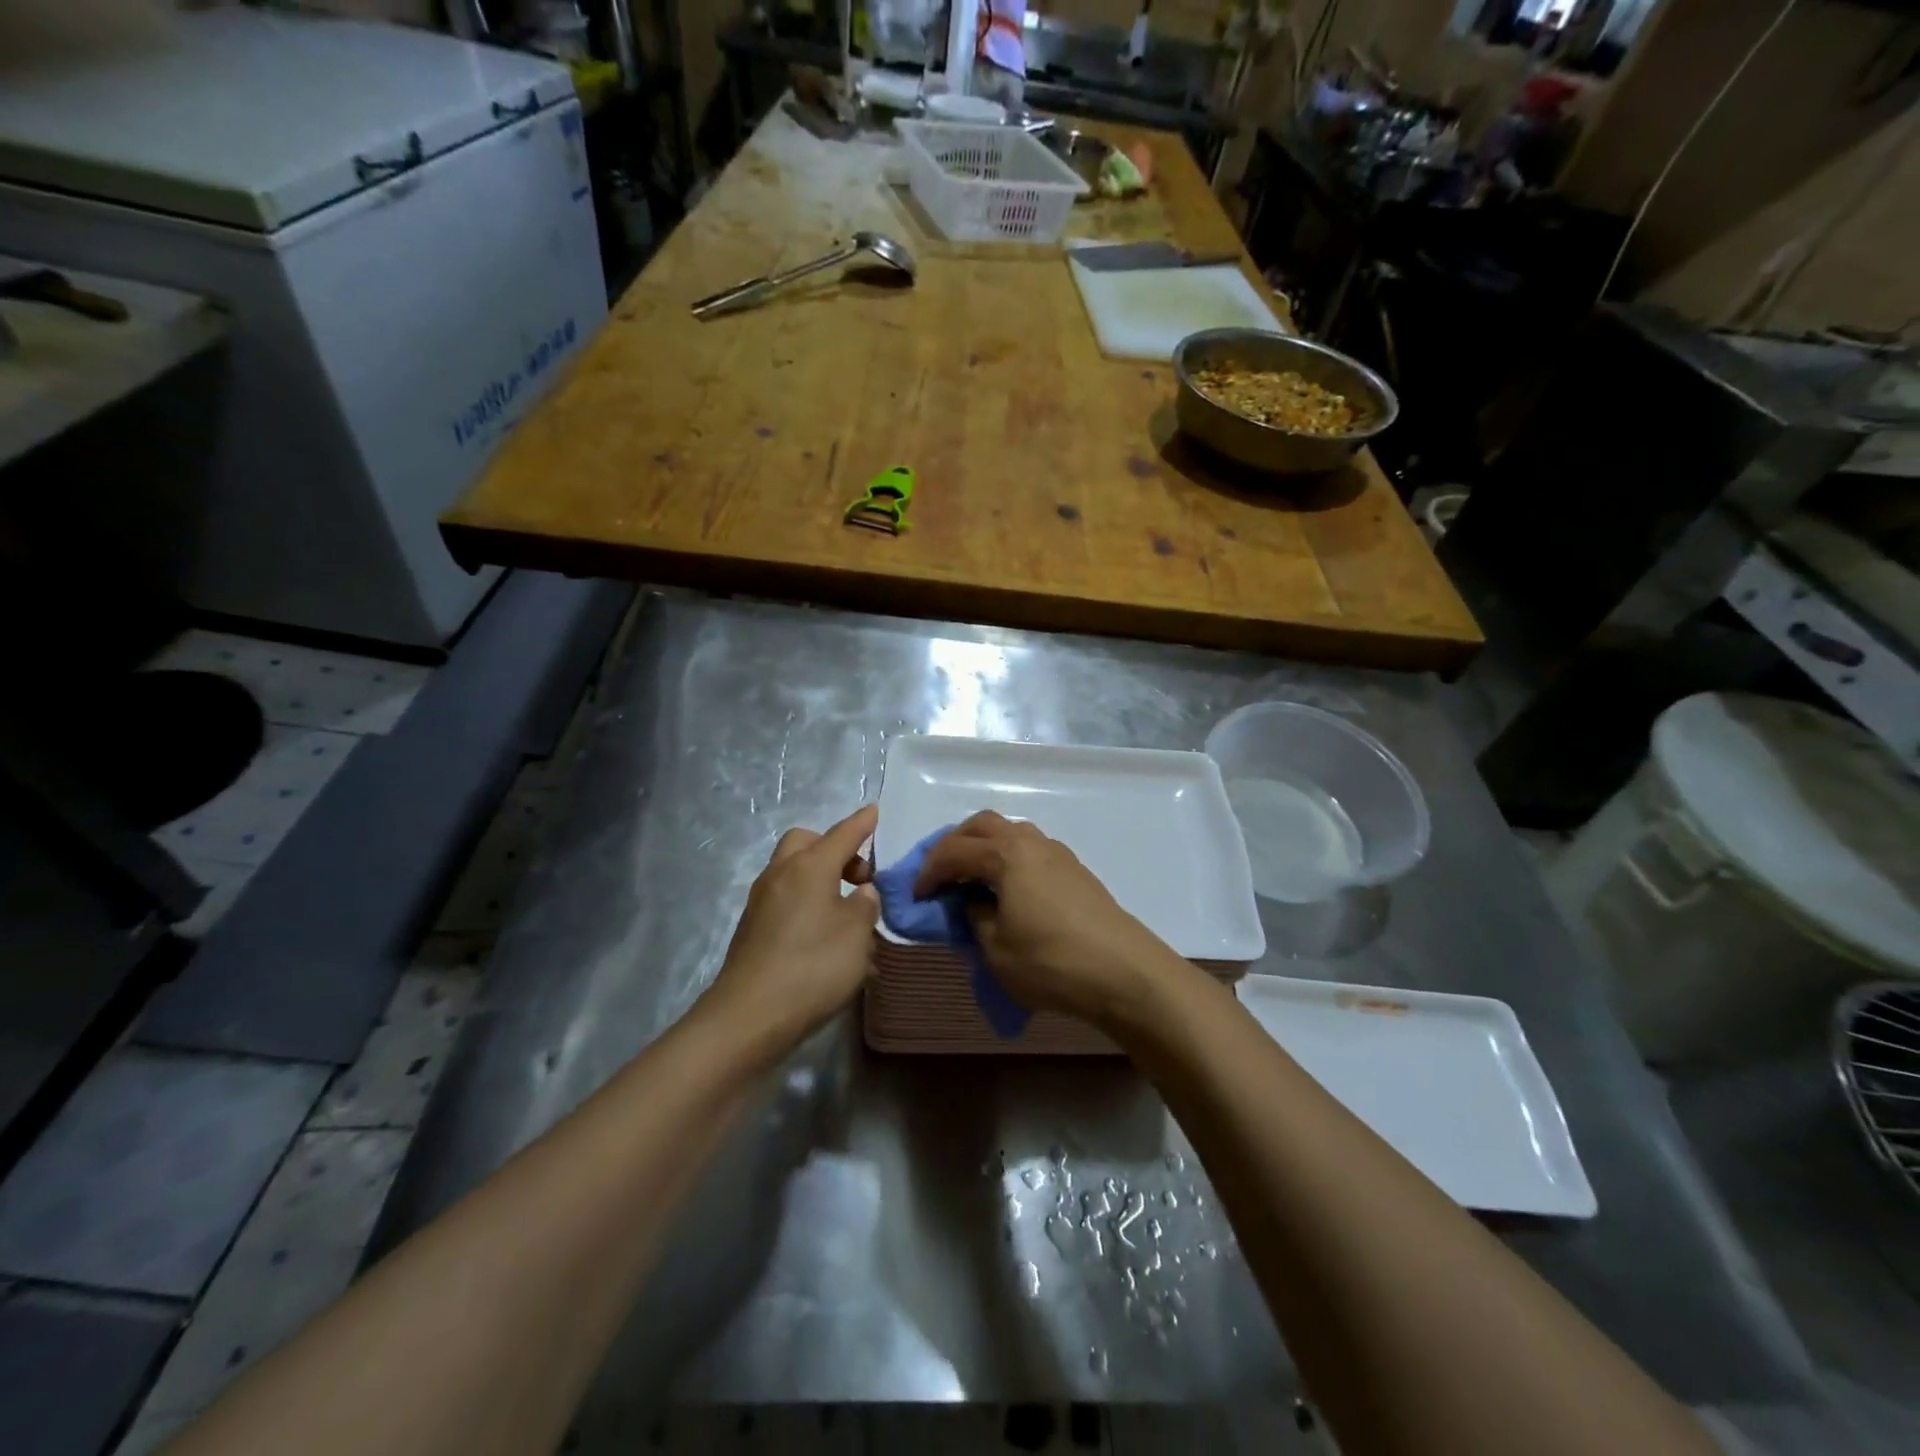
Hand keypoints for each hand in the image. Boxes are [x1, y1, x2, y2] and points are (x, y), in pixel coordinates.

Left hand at [702, 804, 879, 1048]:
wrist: (749, 1016)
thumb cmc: (812, 966)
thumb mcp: (856, 934)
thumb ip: (865, 906)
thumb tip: (860, 894)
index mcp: (809, 866)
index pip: (842, 834)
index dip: (861, 823)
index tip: (874, 810)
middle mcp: (781, 875)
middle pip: (807, 843)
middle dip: (833, 849)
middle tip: (859, 876)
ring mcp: (762, 902)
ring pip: (794, 872)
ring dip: (821, 879)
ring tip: (848, 912)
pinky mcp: (753, 929)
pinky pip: (787, 900)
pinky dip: (808, 904)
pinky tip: (826, 936)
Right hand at [914, 811, 1183, 1027]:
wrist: (1124, 972)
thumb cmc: (1051, 962)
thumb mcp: (996, 949)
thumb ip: (976, 918)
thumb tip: (973, 903)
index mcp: (1005, 854)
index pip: (954, 851)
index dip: (929, 871)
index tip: (916, 895)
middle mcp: (1031, 842)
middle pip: (983, 825)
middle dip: (955, 844)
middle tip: (941, 875)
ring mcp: (1058, 853)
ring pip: (1010, 832)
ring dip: (985, 847)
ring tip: (973, 880)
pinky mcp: (1076, 870)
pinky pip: (1031, 849)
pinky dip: (1009, 859)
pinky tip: (1008, 890)